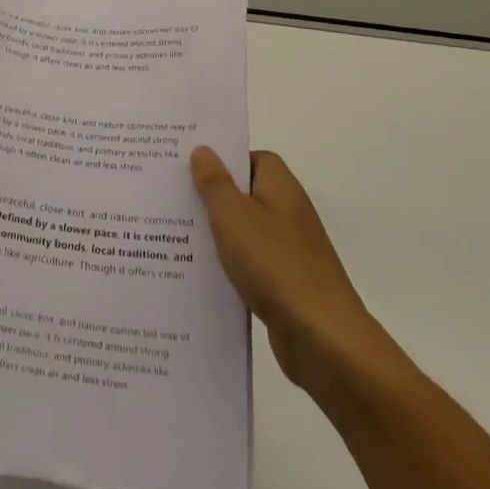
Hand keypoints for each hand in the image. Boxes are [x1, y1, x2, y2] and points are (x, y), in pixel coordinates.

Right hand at [189, 147, 374, 395]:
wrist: (322, 338)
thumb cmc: (275, 265)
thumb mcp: (234, 217)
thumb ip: (215, 183)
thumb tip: (203, 149)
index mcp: (280, 187)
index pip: (250, 158)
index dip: (220, 159)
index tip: (184, 165)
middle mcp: (287, 212)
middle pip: (244, 193)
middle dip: (209, 196)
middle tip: (167, 197)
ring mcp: (288, 250)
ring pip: (243, 231)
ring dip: (214, 233)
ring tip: (170, 234)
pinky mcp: (283, 283)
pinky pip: (247, 263)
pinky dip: (225, 265)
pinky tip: (196, 274)